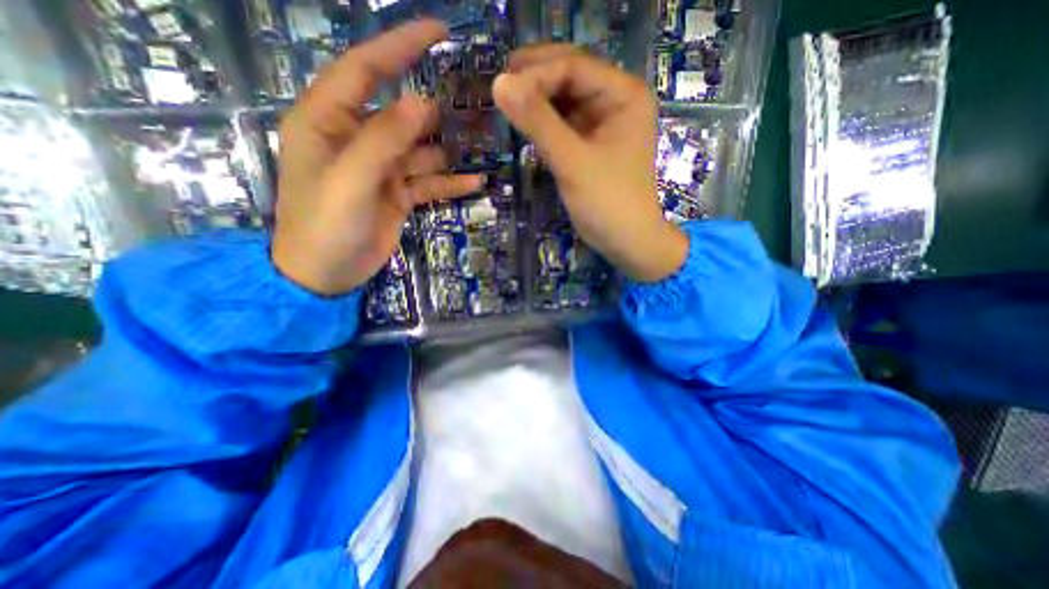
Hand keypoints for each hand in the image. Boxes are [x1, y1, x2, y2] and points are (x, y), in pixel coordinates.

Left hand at [268, 19, 482, 293]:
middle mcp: (356, 138)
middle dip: (435, 110)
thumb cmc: (325, 225)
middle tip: (474, 107)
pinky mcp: (397, 194)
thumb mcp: (351, 180)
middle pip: (402, 113)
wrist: (326, 273)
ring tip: (482, 147)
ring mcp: (380, 169)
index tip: (438, 31)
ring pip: (421, 150)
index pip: (366, 69)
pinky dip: (450, 182)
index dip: (400, 46)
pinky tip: (476, 183)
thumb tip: (422, 104)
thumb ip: (383, 140)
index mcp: (329, 121)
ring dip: (449, 150)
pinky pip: (428, 182)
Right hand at [495, 43, 689, 280]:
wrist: (627, 241)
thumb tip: (499, 83)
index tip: (502, 87)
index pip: (574, 66)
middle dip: (535, 81)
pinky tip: (524, 124)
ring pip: (564, 99)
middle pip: (570, 77)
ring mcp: (604, 123)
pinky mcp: (592, 143)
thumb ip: (539, 123)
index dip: (536, 73)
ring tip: (506, 105)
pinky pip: (564, 122)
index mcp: (624, 95)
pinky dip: (543, 122)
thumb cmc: (608, 203)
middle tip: (499, 89)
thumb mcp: (573, 162)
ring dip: (536, 101)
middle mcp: (616, 101)